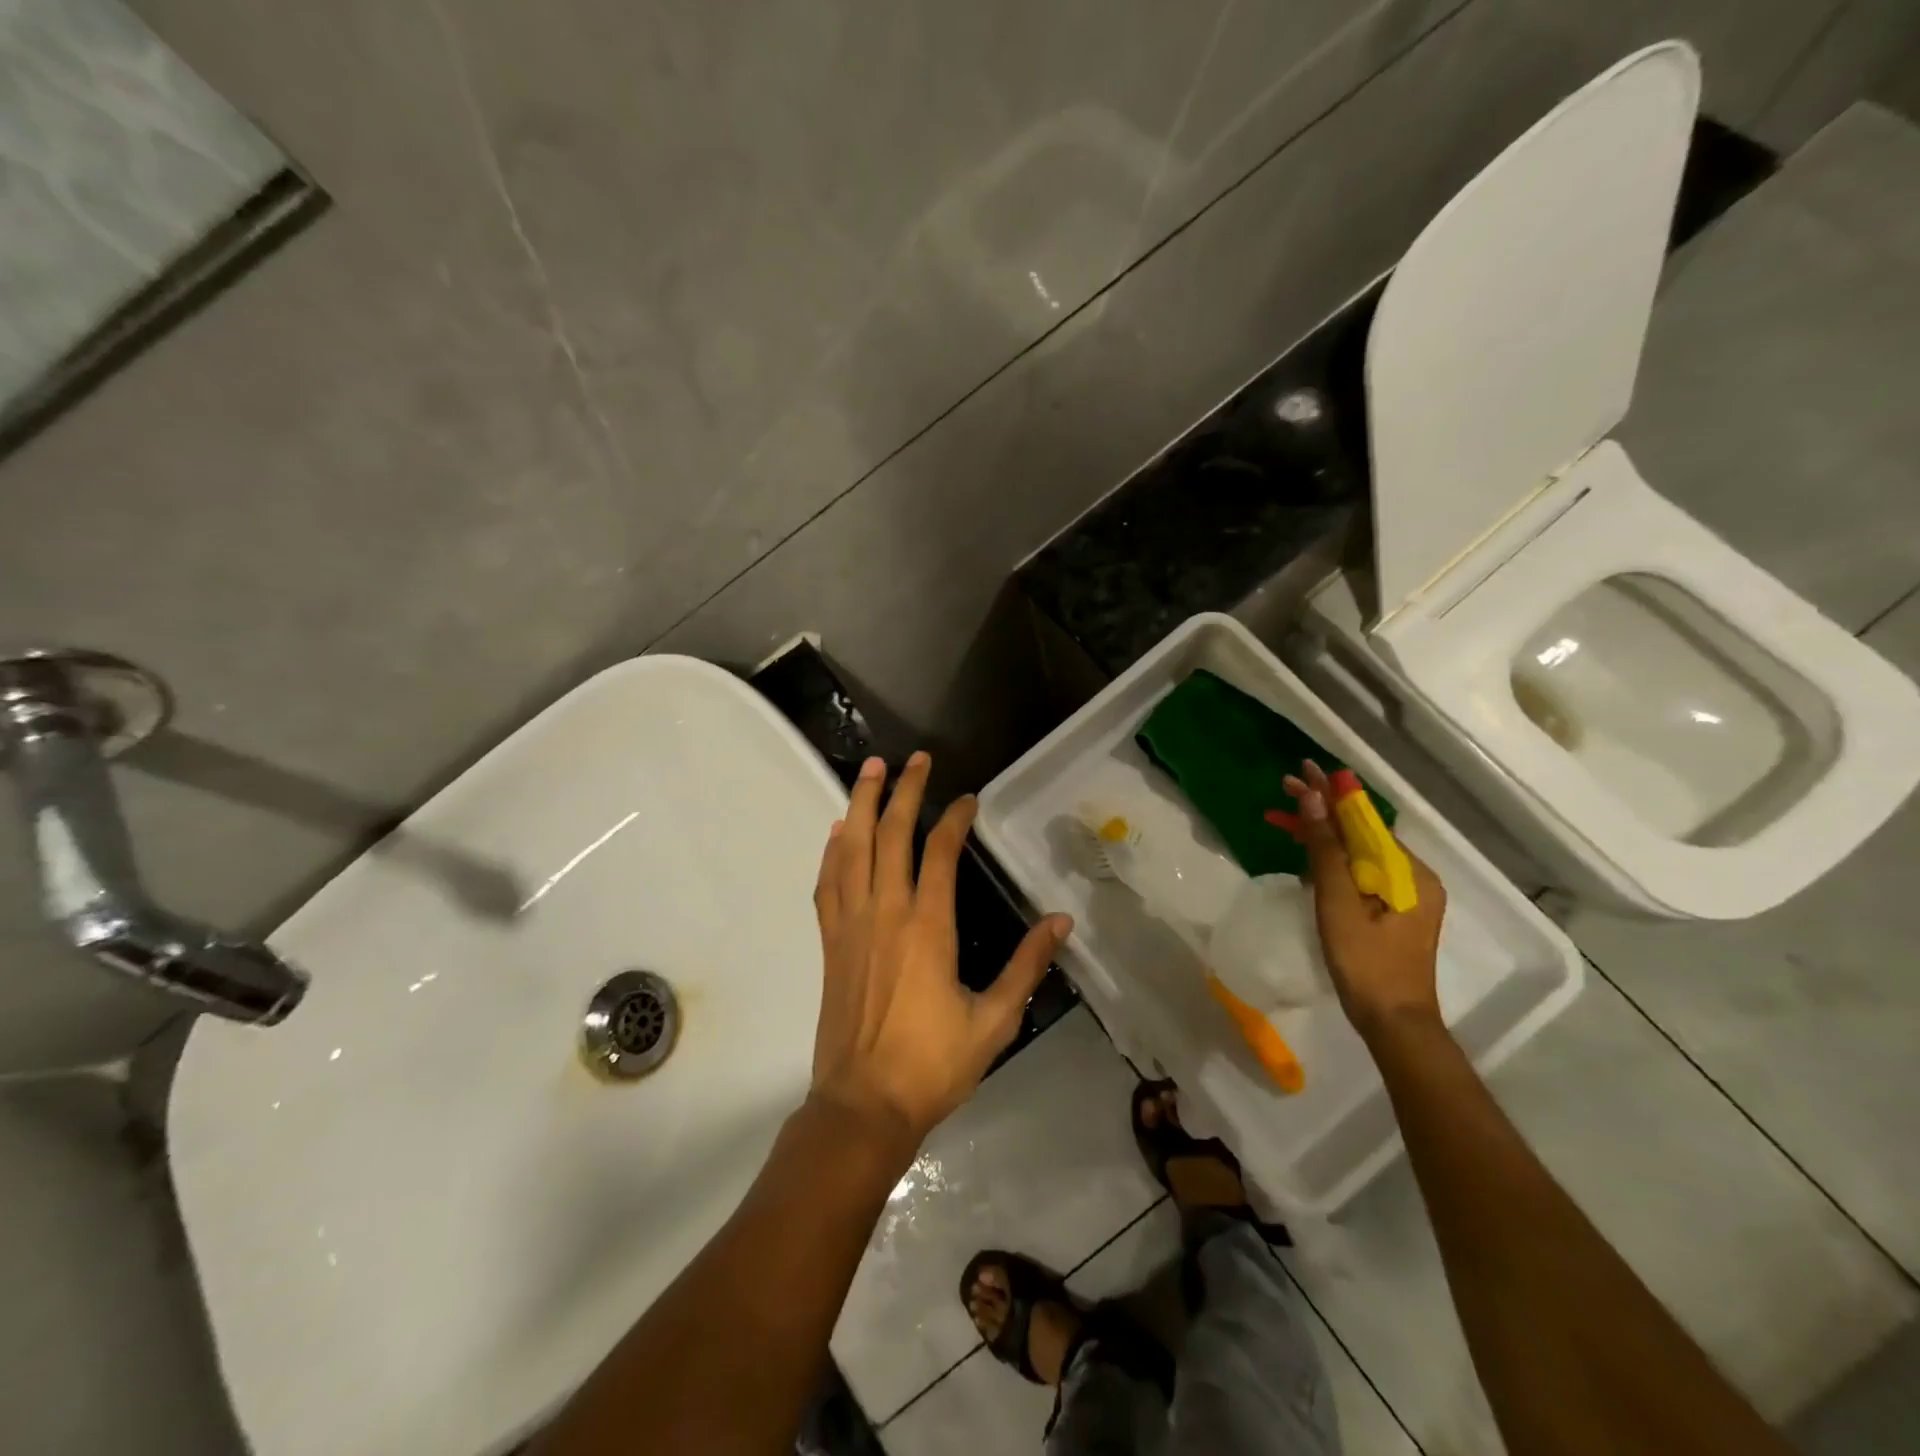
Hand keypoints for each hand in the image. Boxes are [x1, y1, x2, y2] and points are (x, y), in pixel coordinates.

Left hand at [810, 751, 1072, 1149]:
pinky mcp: (831, 942)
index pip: (941, 853)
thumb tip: (1061, 921)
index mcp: (928, 928)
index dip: (955, 819)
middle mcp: (886, 912)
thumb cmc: (933, 1064)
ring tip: (869, 770)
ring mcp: (851, 924)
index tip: (967, 799)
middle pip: (890, 834)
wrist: (863, 1105)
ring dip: (861, 804)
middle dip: (903, 790)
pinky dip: (832, 850)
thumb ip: (1027, 966)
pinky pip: (828, 883)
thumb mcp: (995, 1020)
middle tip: (914, 759)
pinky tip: (839, 831)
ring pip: (852, 848)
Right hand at [1283, 760, 1446, 1037]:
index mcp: (1410, 872)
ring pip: (1358, 853)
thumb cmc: (1365, 963)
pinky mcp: (1392, 913)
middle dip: (1323, 811)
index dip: (1331, 794)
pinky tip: (1308, 855)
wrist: (1394, 1024)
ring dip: (1323, 835)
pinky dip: (1332, 860)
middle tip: (1285, 787)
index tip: (1302, 769)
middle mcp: (1413, 877)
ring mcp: (1405, 897)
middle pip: (1362, 833)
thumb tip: (1312, 800)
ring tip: (1285, 817)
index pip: (1364, 820)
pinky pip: (1360, 873)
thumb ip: (1325, 849)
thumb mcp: (1338, 902)